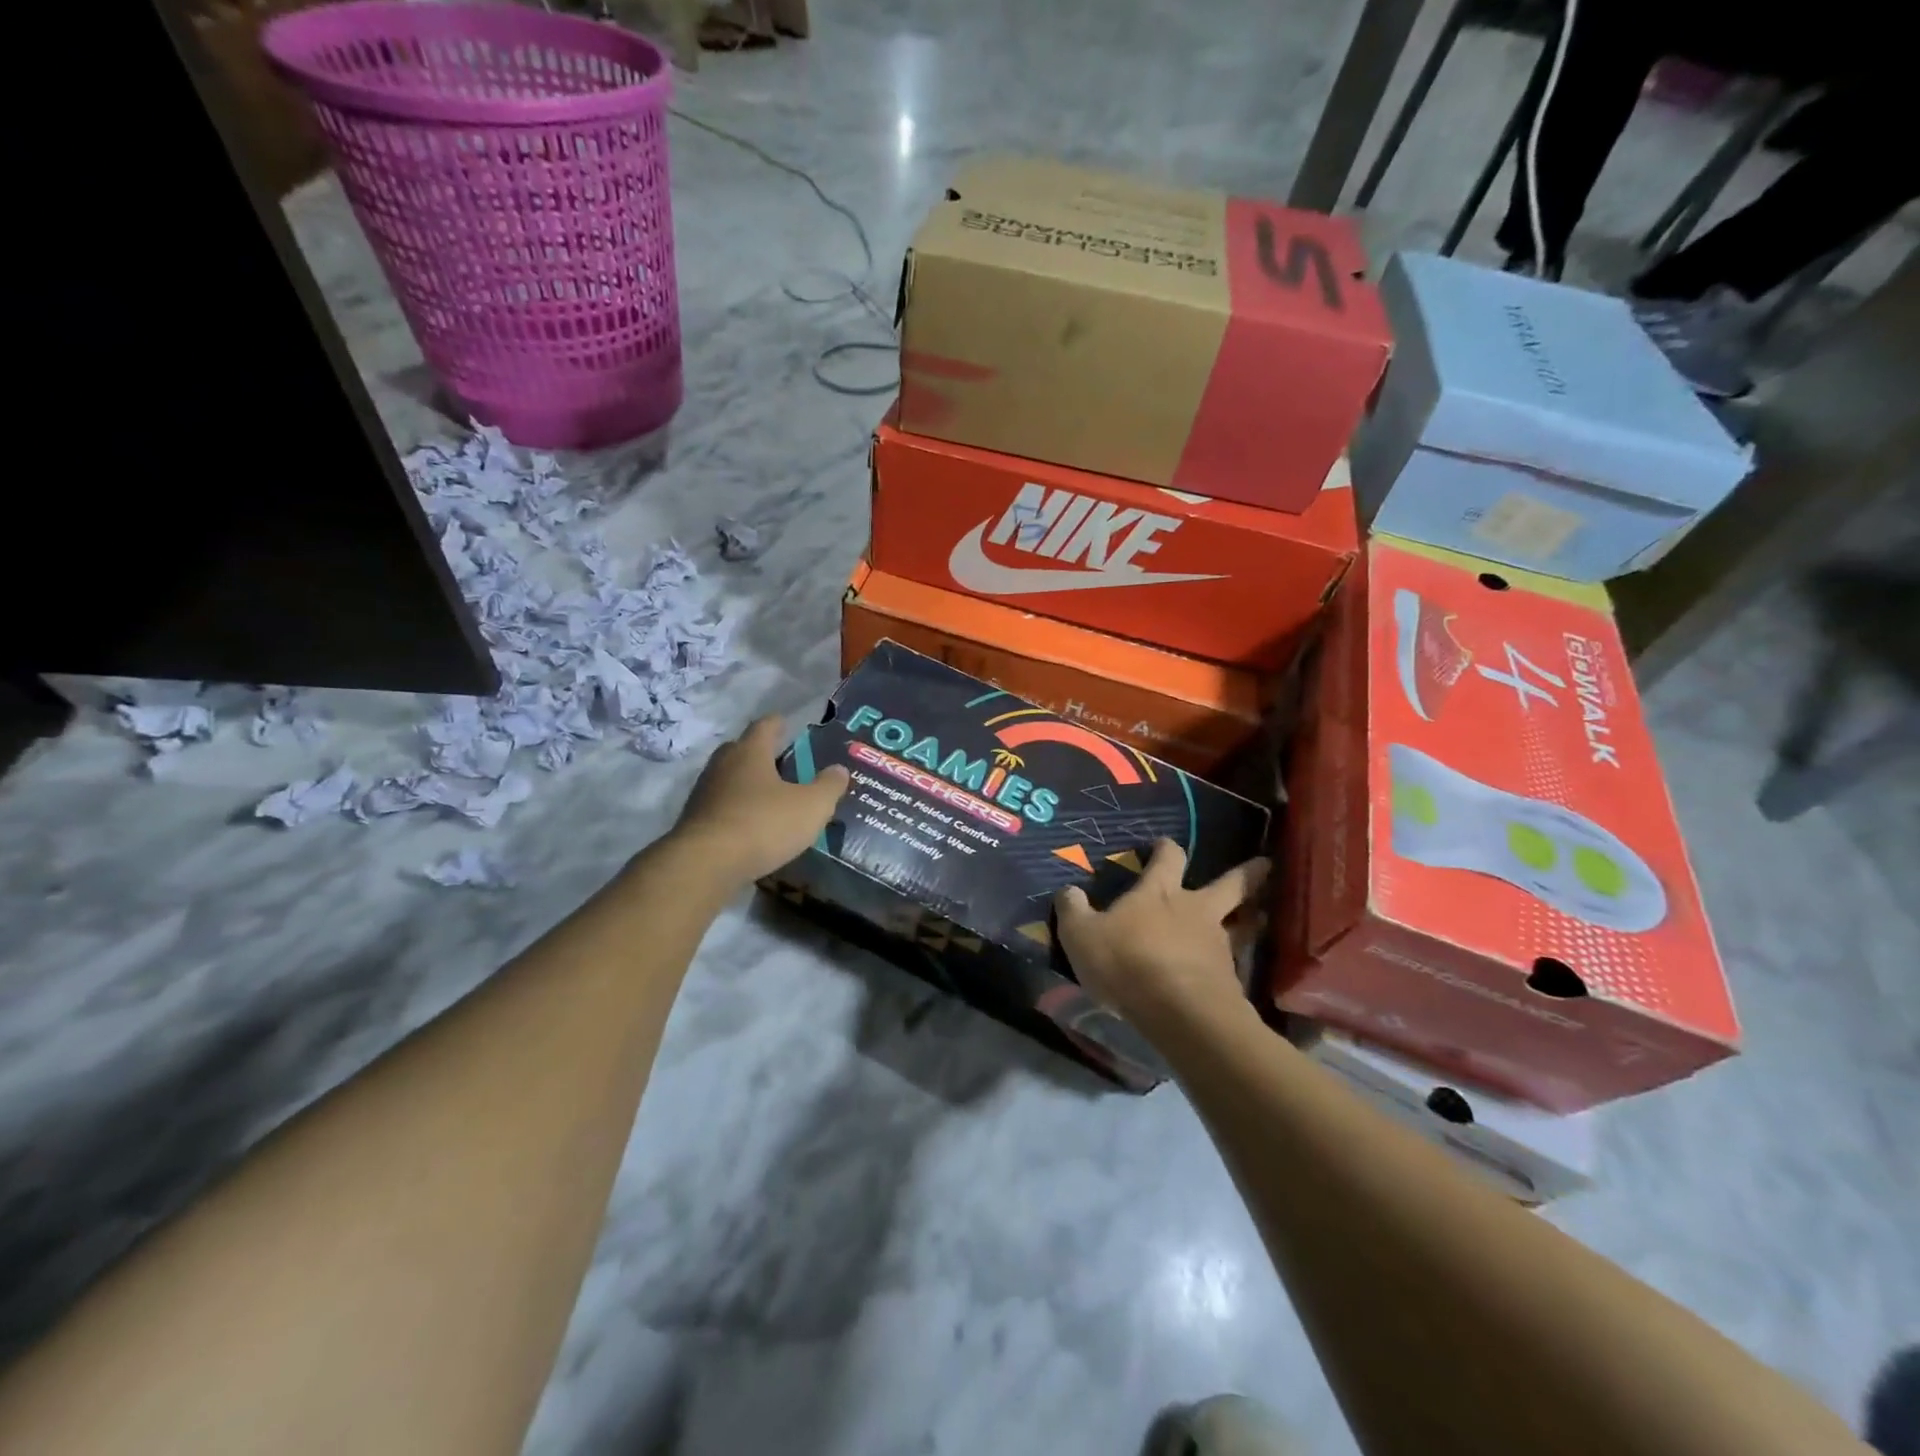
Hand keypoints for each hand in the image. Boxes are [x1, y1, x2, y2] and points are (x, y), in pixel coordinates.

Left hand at [670, 716, 849, 884]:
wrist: (705, 864)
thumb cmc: (763, 824)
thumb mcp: (811, 806)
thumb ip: (828, 786)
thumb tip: (839, 769)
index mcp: (750, 752)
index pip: (765, 726)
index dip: (779, 723)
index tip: (788, 724)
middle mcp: (722, 765)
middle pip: (741, 750)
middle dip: (760, 754)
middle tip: (783, 763)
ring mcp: (704, 793)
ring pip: (729, 779)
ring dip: (747, 784)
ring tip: (770, 797)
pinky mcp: (694, 821)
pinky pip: (721, 807)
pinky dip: (736, 810)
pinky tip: (751, 825)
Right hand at [1054, 839, 1267, 1032]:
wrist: (1180, 1012)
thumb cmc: (1127, 962)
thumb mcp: (1081, 935)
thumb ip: (1073, 911)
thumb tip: (1067, 891)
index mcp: (1160, 893)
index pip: (1169, 859)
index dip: (1166, 849)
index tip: (1165, 843)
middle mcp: (1196, 910)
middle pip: (1230, 885)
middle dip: (1248, 874)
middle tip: (1267, 865)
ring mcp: (1218, 944)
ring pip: (1243, 924)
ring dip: (1250, 919)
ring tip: (1260, 918)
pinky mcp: (1230, 979)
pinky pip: (1235, 963)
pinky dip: (1234, 962)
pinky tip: (1228, 971)